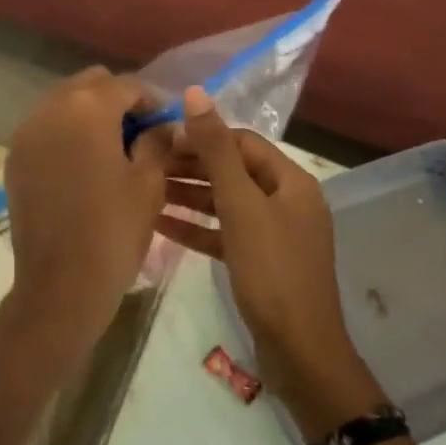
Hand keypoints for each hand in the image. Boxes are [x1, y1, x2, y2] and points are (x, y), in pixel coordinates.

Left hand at [0, 68, 172, 364]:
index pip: (125, 85)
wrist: (60, 285)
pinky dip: (65, 133)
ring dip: (88, 114)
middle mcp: (50, 109)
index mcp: (87, 108)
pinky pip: (44, 128)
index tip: (167, 123)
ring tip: (112, 147)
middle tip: (140, 131)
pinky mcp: (14, 157)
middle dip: (116, 100)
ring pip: (63, 103)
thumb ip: (156, 142)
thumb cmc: (113, 230)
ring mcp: (26, 132)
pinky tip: (83, 163)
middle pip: (89, 84)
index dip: (151, 100)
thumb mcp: (148, 183)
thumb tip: (159, 127)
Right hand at [158, 88, 386, 438]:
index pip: (242, 142)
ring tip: (145, 191)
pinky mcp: (259, 261)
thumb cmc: (272, 271)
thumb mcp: (241, 205)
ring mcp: (273, 233)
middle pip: (232, 171)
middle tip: (145, 165)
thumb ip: (216, 150)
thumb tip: (196, 94)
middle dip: (191, 166)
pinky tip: (160, 226)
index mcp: (290, 181)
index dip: (202, 136)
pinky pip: (223, 233)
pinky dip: (196, 227)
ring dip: (188, 196)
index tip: (160, 139)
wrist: (299, 351)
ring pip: (225, 203)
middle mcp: (285, 201)